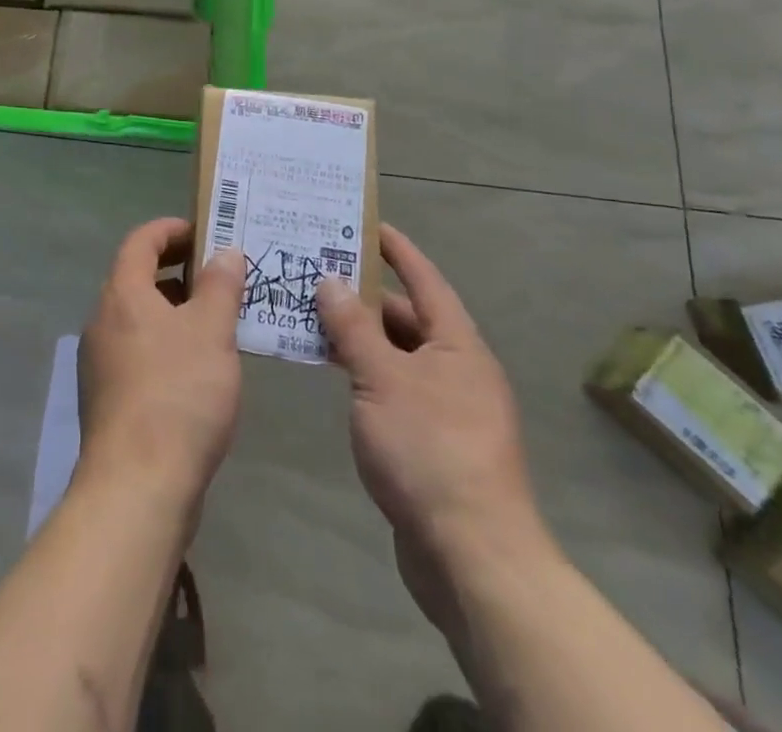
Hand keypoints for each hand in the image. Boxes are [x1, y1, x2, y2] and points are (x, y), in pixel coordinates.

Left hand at [77, 219, 246, 515]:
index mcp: (122, 294)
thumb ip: (220, 286)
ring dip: (174, 310)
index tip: (205, 232)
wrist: (137, 485)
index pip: (141, 241)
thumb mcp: (211, 332)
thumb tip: (225, 252)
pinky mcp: (108, 397)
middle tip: (221, 276)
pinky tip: (198, 368)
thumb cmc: (178, 394)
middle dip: (178, 271)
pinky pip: (138, 350)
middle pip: (137, 277)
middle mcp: (102, 319)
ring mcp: (100, 361)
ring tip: (218, 321)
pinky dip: (166, 343)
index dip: (171, 230)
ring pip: (139, 318)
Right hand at [316, 226, 555, 635]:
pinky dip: (362, 371)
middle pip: (407, 317)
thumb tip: (331, 280)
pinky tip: (329, 370)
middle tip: (315, 271)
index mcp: (457, 345)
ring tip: (309, 313)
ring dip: (358, 335)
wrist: (472, 556)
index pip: (425, 280)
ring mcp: (445, 407)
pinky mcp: (431, 441)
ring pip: (396, 354)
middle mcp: (457, 369)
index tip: (367, 224)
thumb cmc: (429, 450)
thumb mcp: (382, 379)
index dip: (397, 250)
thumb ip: (353, 328)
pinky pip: (391, 387)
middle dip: (363, 295)